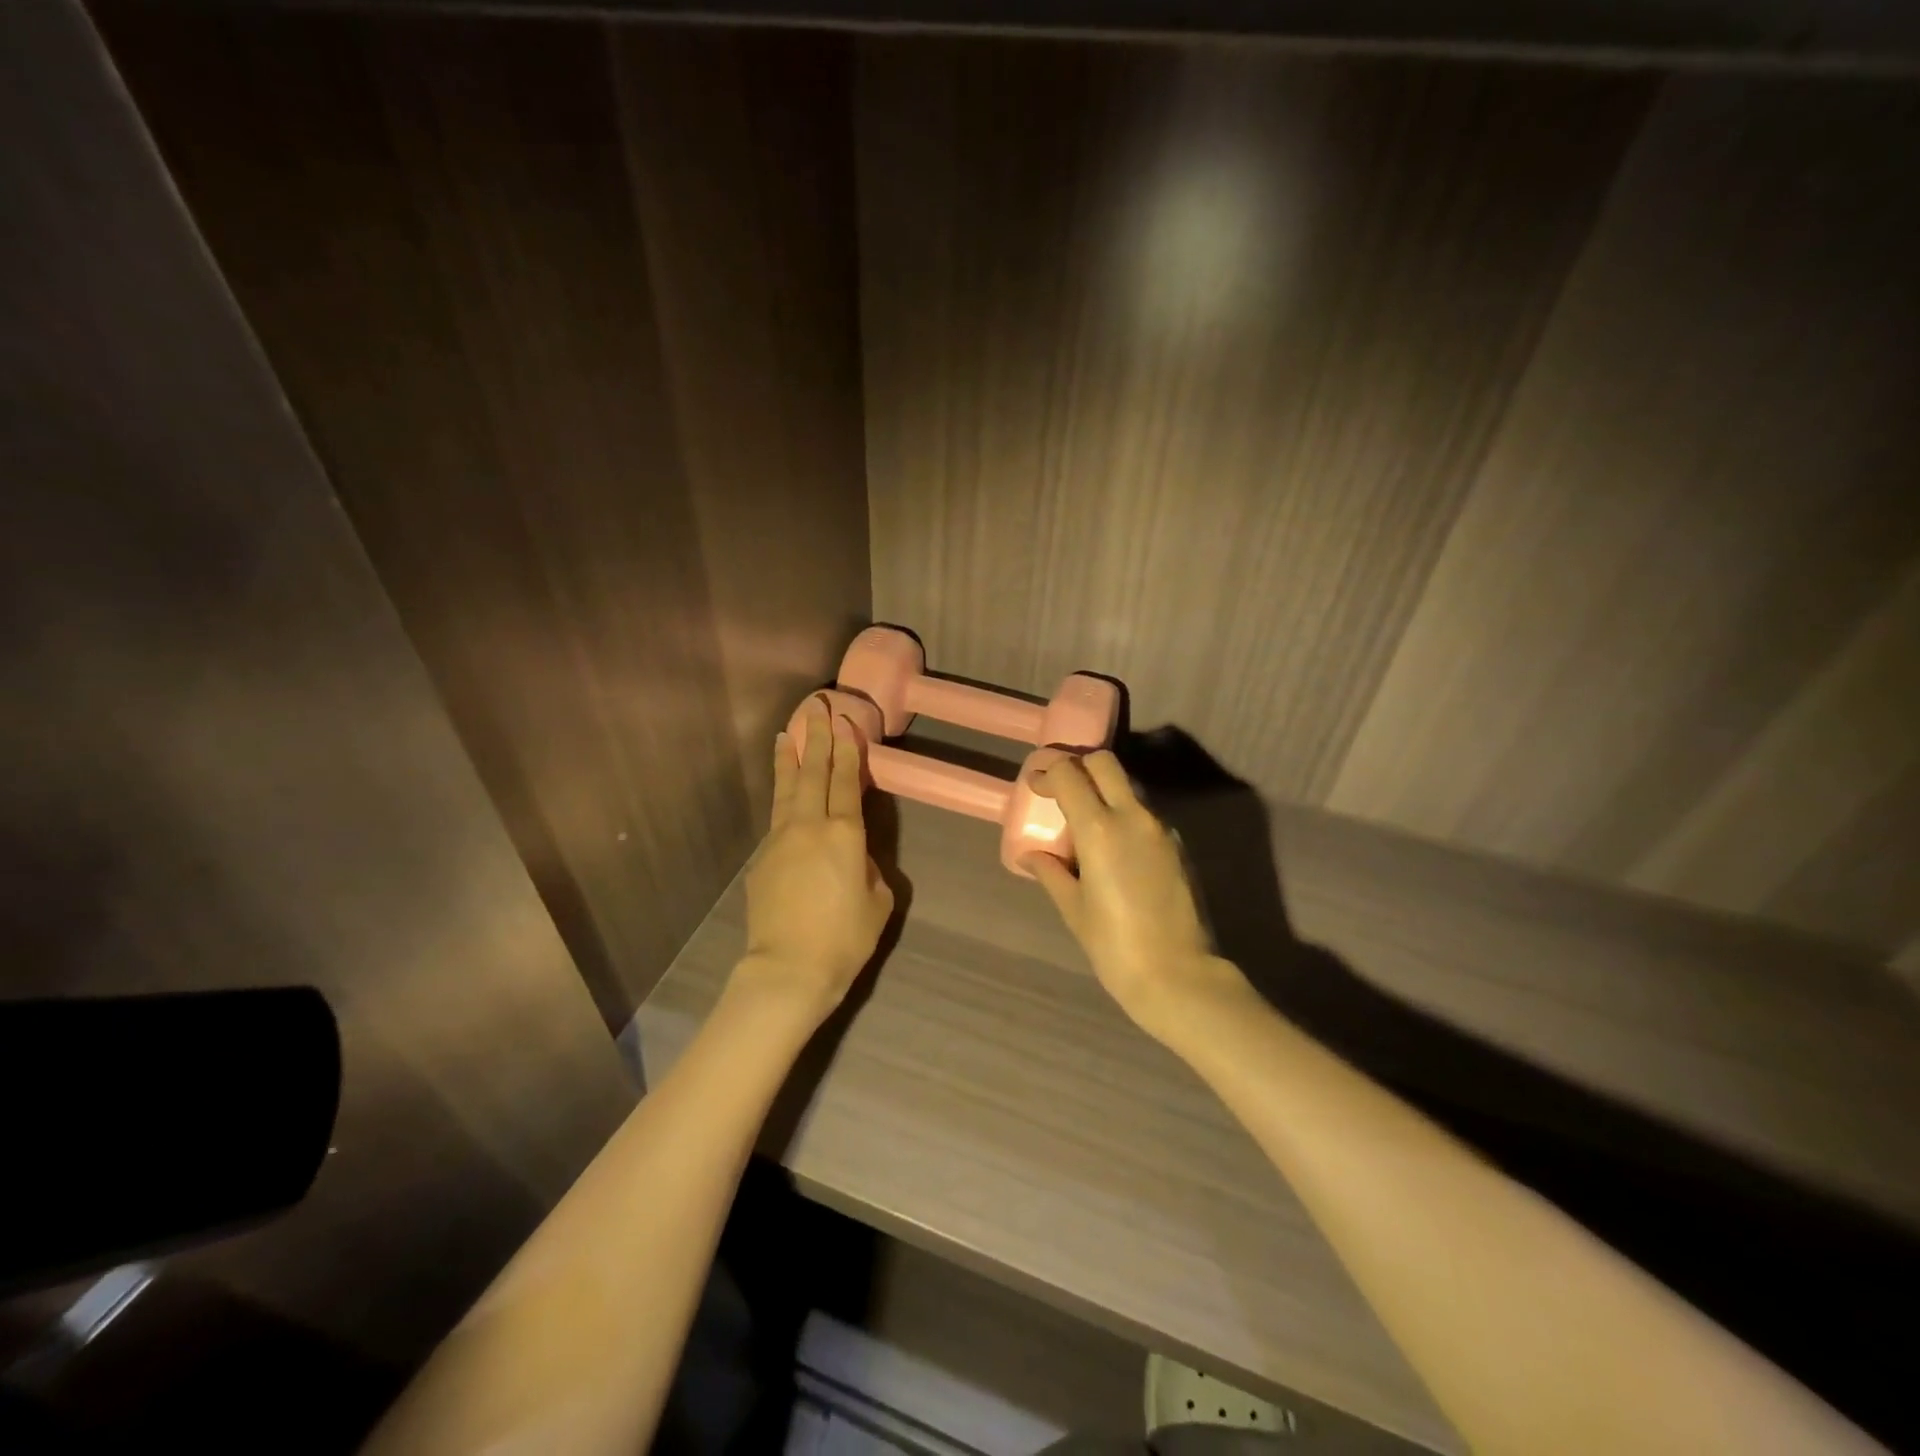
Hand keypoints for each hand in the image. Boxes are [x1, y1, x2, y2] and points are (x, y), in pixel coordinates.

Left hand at [736, 696, 894, 1024]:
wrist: (788, 969)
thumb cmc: (845, 939)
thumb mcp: (878, 902)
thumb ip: (869, 869)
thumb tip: (854, 857)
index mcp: (845, 834)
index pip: (847, 780)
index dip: (847, 749)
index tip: (844, 721)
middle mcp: (810, 826)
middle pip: (813, 773)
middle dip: (818, 738)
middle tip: (817, 708)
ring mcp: (780, 840)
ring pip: (786, 790)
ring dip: (789, 759)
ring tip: (788, 734)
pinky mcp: (761, 860)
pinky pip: (776, 820)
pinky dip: (781, 799)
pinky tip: (785, 797)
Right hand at [1023, 751, 1238, 1043]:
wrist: (1179, 976)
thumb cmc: (1115, 946)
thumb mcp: (1074, 909)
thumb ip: (1051, 873)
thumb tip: (1031, 856)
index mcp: (1100, 828)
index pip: (1069, 774)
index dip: (1046, 772)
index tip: (1034, 786)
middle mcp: (1133, 816)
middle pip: (1104, 762)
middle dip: (1078, 765)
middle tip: (1060, 788)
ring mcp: (1161, 828)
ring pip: (1128, 786)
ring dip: (1103, 789)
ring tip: (1084, 821)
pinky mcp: (1177, 846)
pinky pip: (1144, 813)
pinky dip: (1123, 814)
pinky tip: (1113, 848)